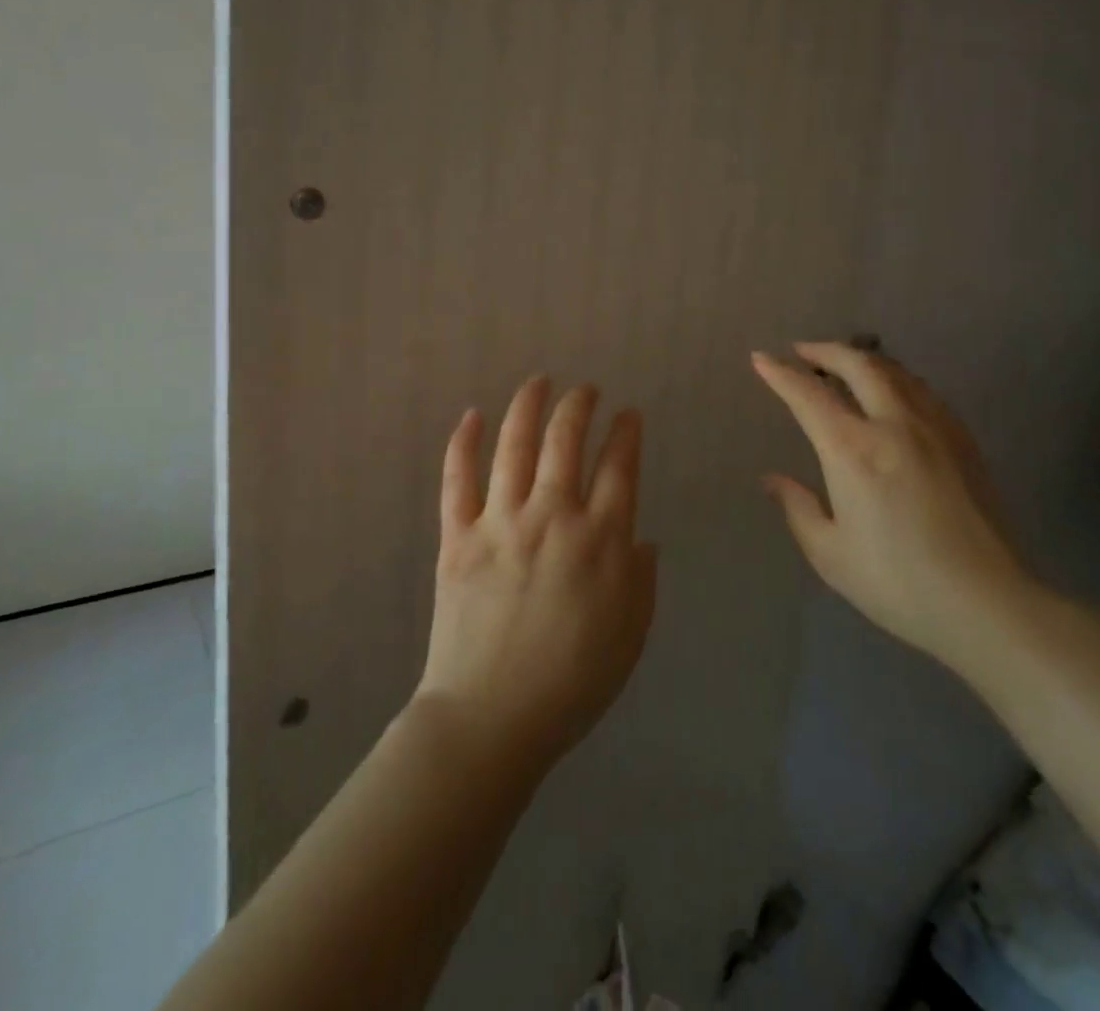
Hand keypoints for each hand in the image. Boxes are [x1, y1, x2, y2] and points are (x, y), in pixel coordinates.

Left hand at [415, 377, 656, 774]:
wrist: (491, 719)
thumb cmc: (571, 683)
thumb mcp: (631, 635)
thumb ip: (641, 579)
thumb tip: (641, 539)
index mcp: (600, 540)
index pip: (619, 467)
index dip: (626, 433)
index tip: (628, 415)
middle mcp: (552, 517)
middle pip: (566, 440)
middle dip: (579, 405)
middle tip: (586, 389)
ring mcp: (501, 522)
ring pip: (515, 445)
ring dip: (528, 405)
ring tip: (539, 381)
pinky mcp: (458, 537)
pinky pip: (457, 479)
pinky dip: (464, 443)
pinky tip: (472, 415)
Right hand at [752, 343, 1037, 677]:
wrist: (988, 603)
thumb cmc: (898, 583)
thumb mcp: (830, 553)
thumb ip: (798, 507)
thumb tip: (773, 478)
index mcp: (852, 450)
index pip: (808, 395)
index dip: (781, 374)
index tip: (761, 358)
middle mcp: (893, 424)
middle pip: (858, 364)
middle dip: (824, 350)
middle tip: (802, 351)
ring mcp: (935, 427)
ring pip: (895, 371)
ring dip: (862, 359)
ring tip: (843, 365)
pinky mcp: (964, 440)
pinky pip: (923, 390)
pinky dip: (896, 379)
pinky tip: (892, 395)